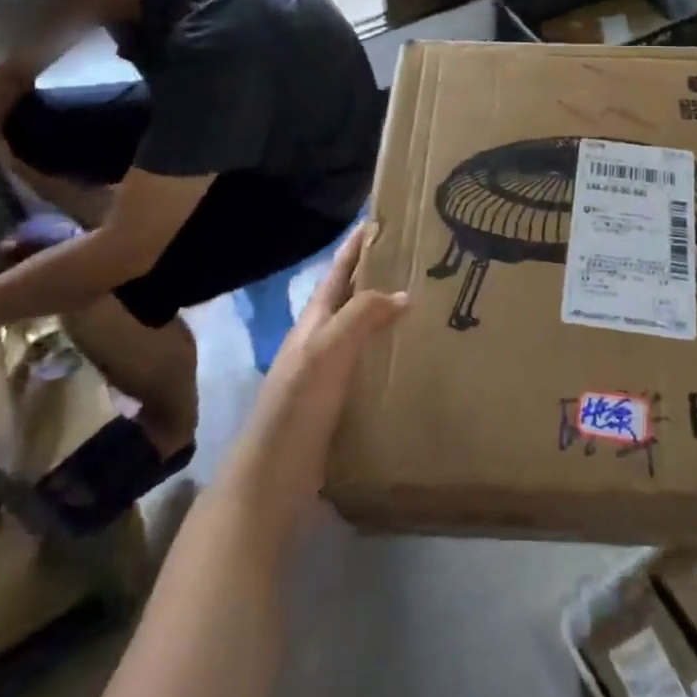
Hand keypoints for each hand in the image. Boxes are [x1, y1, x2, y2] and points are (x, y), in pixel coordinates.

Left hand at [220, 224, 406, 529]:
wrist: (272, 478)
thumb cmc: (297, 404)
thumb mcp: (327, 349)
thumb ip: (361, 315)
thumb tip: (403, 293)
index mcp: (314, 321)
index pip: (338, 271)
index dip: (356, 245)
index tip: (380, 219)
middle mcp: (320, 341)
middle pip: (351, 298)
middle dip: (377, 276)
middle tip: (417, 261)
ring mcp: (328, 374)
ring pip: (362, 332)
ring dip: (386, 315)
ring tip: (424, 304)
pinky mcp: (339, 404)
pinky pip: (369, 365)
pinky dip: (389, 353)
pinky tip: (411, 359)